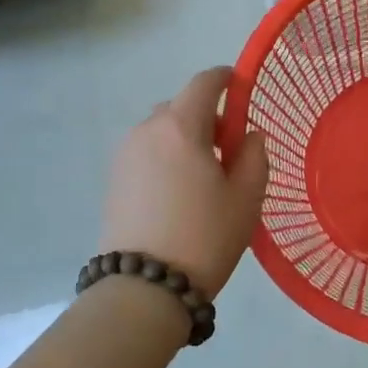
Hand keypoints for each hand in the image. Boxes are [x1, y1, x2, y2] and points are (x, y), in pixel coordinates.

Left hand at [101, 67, 269, 298]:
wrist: (144, 288)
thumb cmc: (205, 237)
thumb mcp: (246, 197)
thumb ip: (254, 156)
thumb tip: (249, 135)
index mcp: (181, 127)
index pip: (204, 82)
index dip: (225, 79)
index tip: (241, 88)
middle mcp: (147, 131)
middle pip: (180, 106)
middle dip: (206, 116)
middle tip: (229, 150)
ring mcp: (124, 155)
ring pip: (161, 131)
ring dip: (184, 138)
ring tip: (202, 177)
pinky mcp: (113, 180)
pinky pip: (146, 152)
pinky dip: (165, 157)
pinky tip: (178, 193)